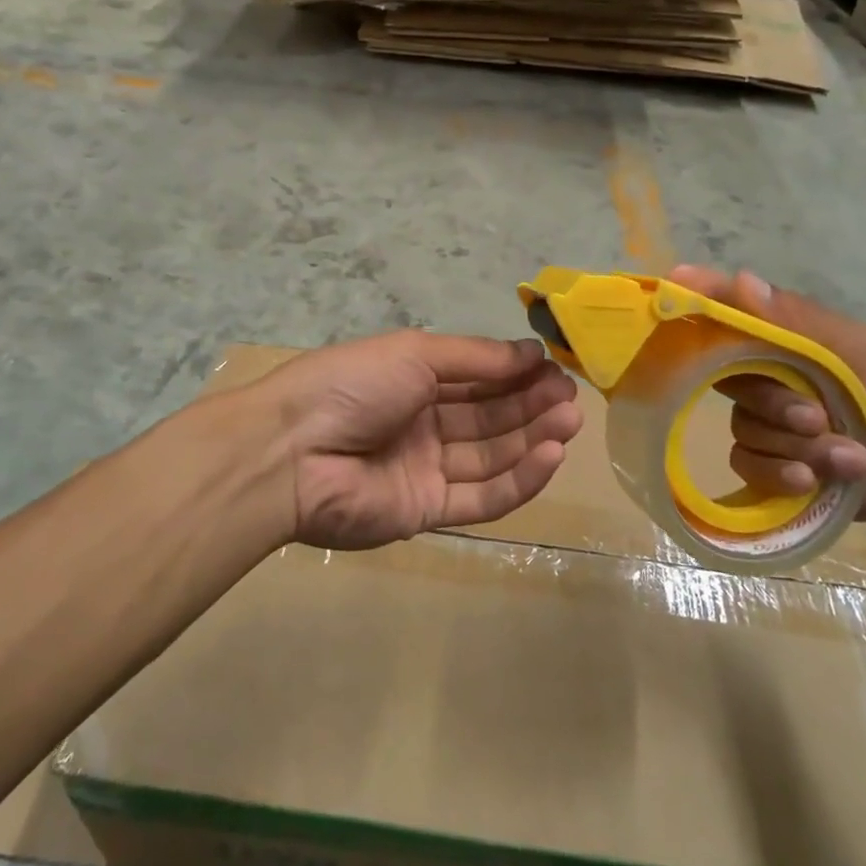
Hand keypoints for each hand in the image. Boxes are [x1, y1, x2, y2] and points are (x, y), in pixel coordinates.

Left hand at [253, 331, 582, 550]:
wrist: (293, 452)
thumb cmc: (354, 385)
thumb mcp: (415, 353)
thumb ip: (476, 357)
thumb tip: (531, 353)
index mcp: (414, 380)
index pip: (477, 377)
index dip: (516, 374)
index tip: (555, 370)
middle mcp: (423, 423)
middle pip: (489, 416)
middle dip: (531, 405)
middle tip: (572, 398)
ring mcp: (426, 469)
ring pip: (491, 455)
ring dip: (533, 439)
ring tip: (571, 422)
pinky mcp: (427, 512)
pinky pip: (481, 497)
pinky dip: (519, 478)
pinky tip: (550, 456)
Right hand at [667, 266, 865, 521]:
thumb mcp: (852, 350)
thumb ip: (794, 320)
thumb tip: (739, 278)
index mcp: (782, 343)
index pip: (728, 317)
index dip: (700, 302)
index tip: (675, 284)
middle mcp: (764, 377)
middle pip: (728, 381)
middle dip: (775, 404)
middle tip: (817, 417)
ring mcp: (765, 423)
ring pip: (742, 428)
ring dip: (795, 446)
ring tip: (844, 455)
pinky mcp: (768, 465)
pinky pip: (746, 464)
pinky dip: (783, 474)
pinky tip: (815, 481)